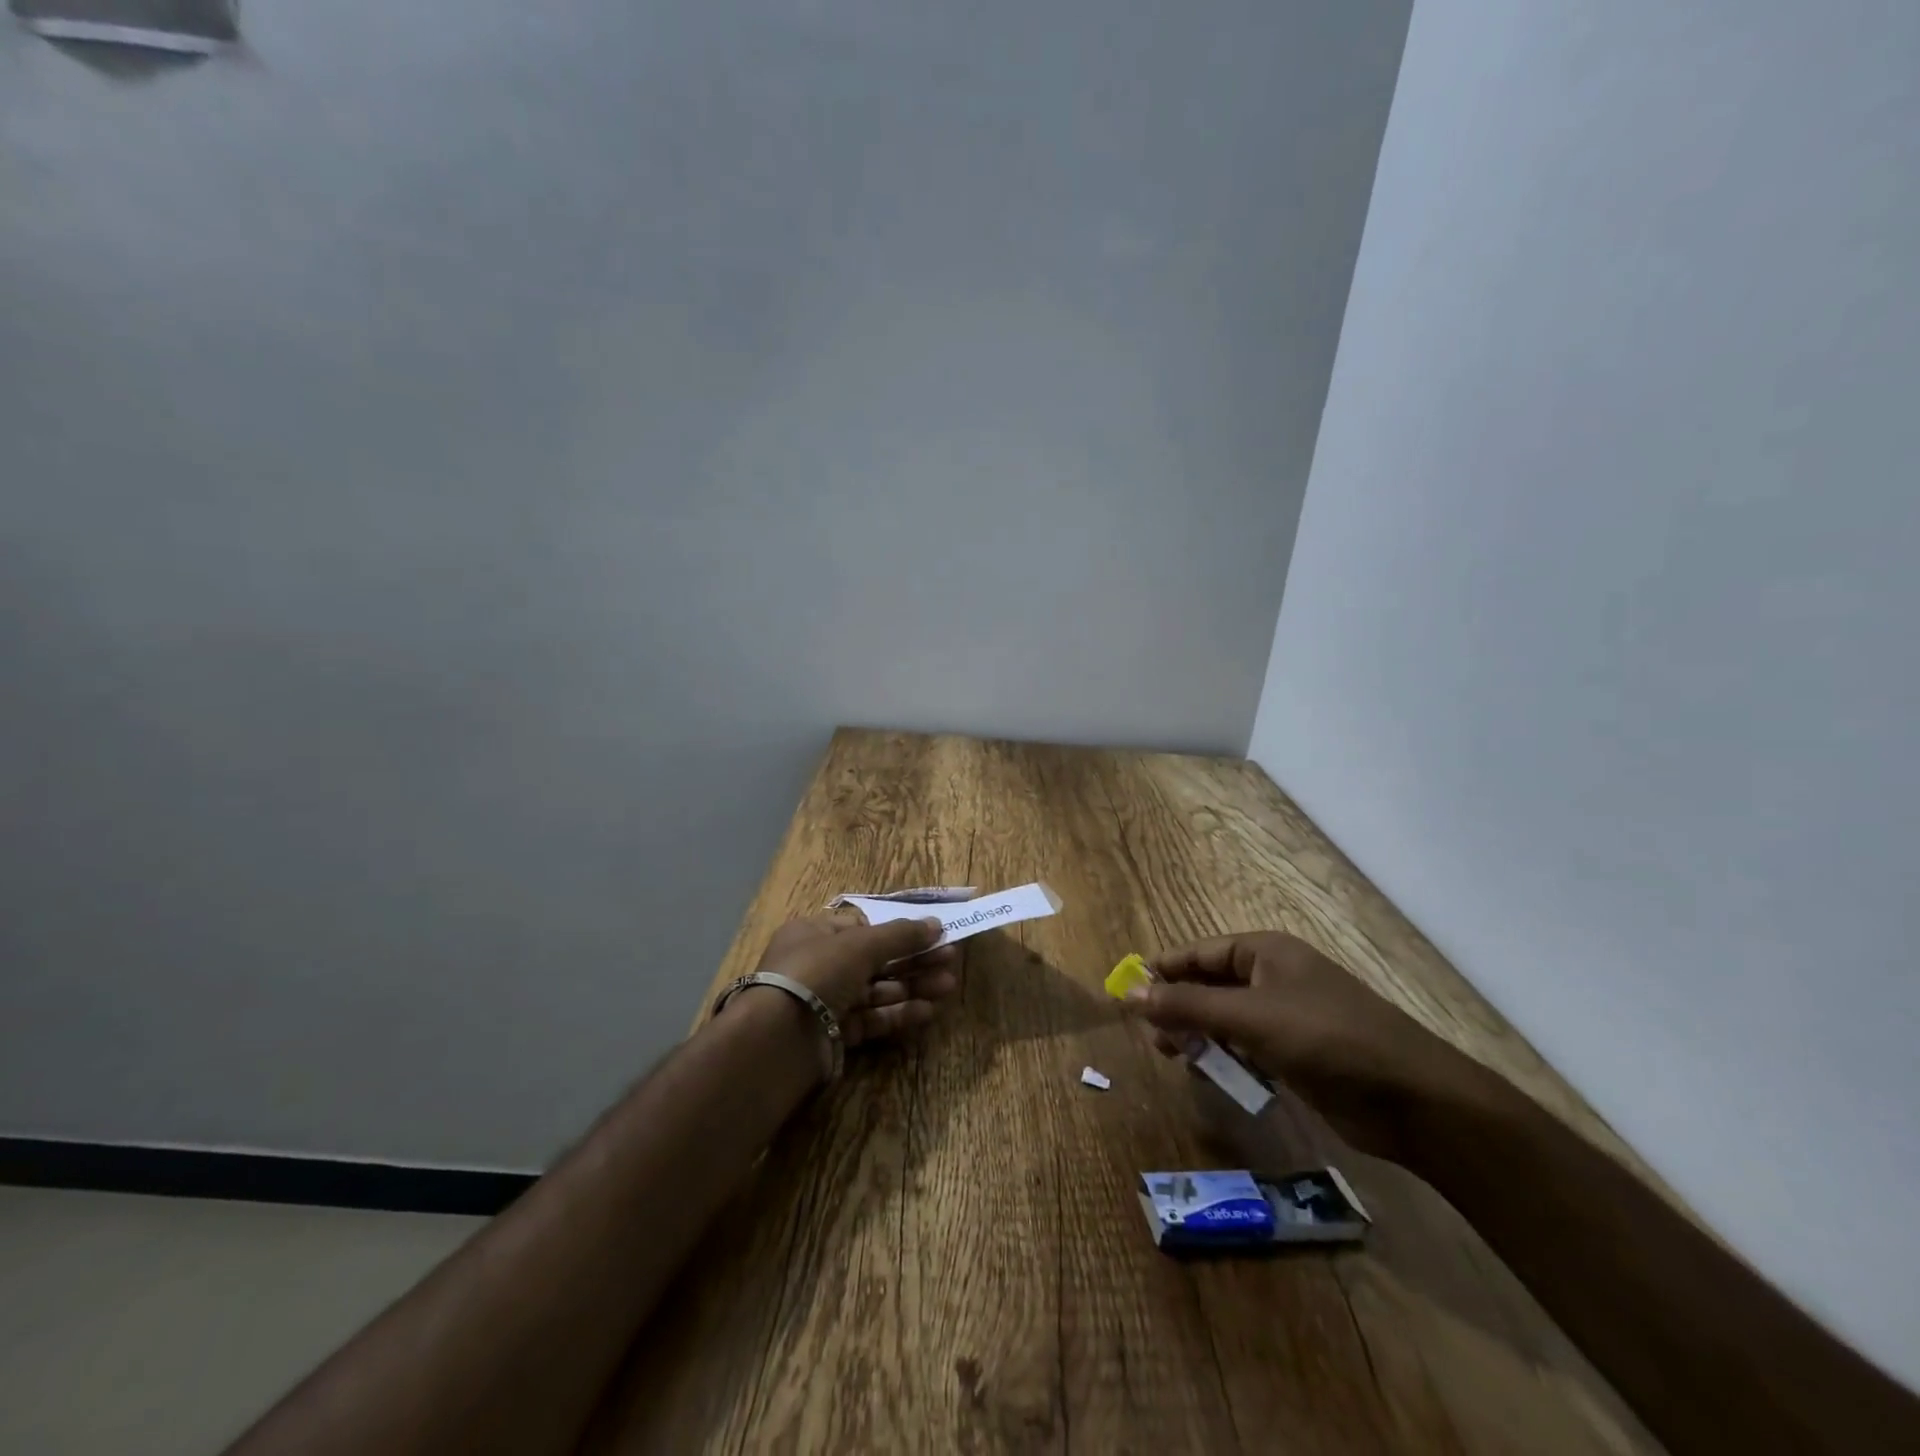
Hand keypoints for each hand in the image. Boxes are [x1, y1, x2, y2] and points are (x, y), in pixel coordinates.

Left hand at [754, 913, 960, 1047]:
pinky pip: (871, 1019)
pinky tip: (927, 1011)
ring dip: (912, 987)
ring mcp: (825, 1001)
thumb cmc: (818, 972)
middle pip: (874, 959)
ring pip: (876, 990)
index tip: (929, 934)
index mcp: (814, 933)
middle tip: (950, 960)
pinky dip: (898, 1014)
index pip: (861, 927)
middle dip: (912, 959)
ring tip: (948, 985)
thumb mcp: (861, 944)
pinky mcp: (834, 1034)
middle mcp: (818, 965)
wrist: (780, 1038)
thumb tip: (936, 924)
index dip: (896, 930)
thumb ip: (900, 935)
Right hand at [1124, 932, 1472, 1161]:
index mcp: (1265, 952)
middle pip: (1211, 985)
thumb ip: (1187, 1006)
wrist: (1413, 1100)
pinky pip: (1249, 1048)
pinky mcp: (1300, 1055)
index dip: (1163, 971)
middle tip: (1153, 1038)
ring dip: (1201, 1036)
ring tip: (1176, 1059)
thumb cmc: (1326, 1039)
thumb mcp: (1249, 1018)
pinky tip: (1213, 1077)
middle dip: (1180, 1008)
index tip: (1128, 994)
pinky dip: (1228, 1059)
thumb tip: (1128, 992)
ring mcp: (1289, 1017)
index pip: (1200, 952)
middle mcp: (1274, 977)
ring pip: (1228, 1019)